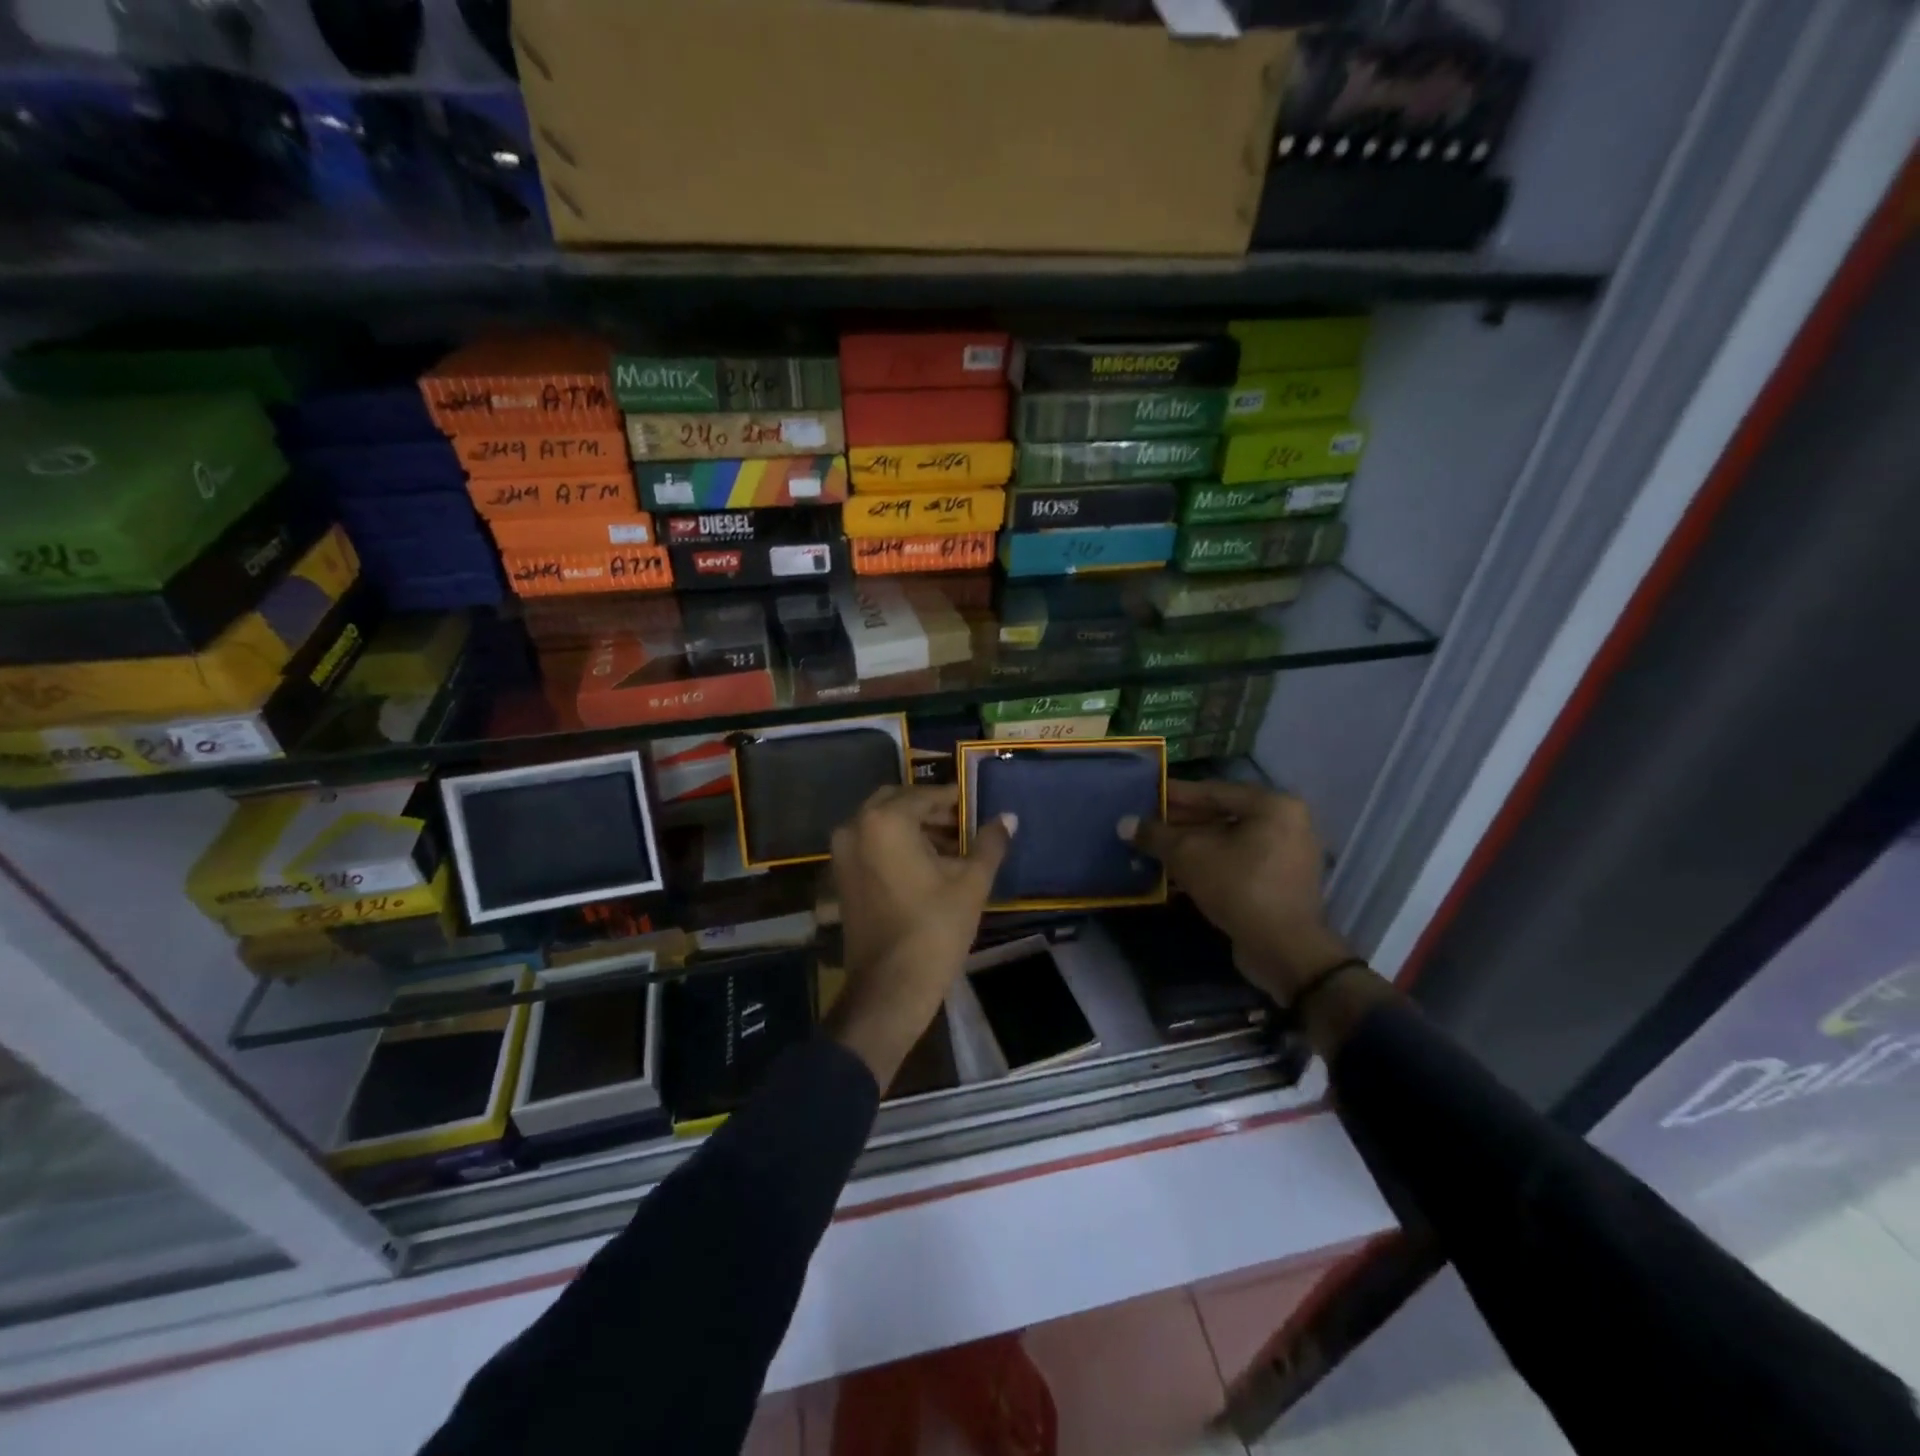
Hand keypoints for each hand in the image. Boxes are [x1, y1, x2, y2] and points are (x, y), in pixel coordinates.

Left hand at [827, 785, 1014, 1086]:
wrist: (890, 987)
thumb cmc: (934, 929)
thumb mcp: (971, 883)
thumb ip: (989, 843)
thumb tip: (1008, 817)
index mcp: (885, 821)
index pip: (924, 795)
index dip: (952, 800)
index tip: (974, 808)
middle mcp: (856, 827)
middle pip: (897, 803)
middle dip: (929, 810)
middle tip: (962, 825)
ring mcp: (842, 853)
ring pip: (881, 824)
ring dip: (913, 828)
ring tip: (950, 848)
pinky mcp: (841, 877)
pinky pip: (870, 845)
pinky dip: (895, 845)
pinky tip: (926, 866)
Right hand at [1123, 780, 1352, 1003]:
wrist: (1283, 949)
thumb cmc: (1238, 886)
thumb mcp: (1188, 855)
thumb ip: (1155, 835)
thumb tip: (1124, 824)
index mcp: (1272, 805)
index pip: (1213, 791)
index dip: (1175, 794)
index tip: (1146, 795)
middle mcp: (1286, 823)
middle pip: (1222, 816)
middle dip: (1181, 823)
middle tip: (1147, 825)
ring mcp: (1286, 855)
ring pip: (1228, 842)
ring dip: (1191, 846)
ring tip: (1155, 848)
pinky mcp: (1279, 884)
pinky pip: (1237, 863)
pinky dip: (1208, 864)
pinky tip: (1175, 871)